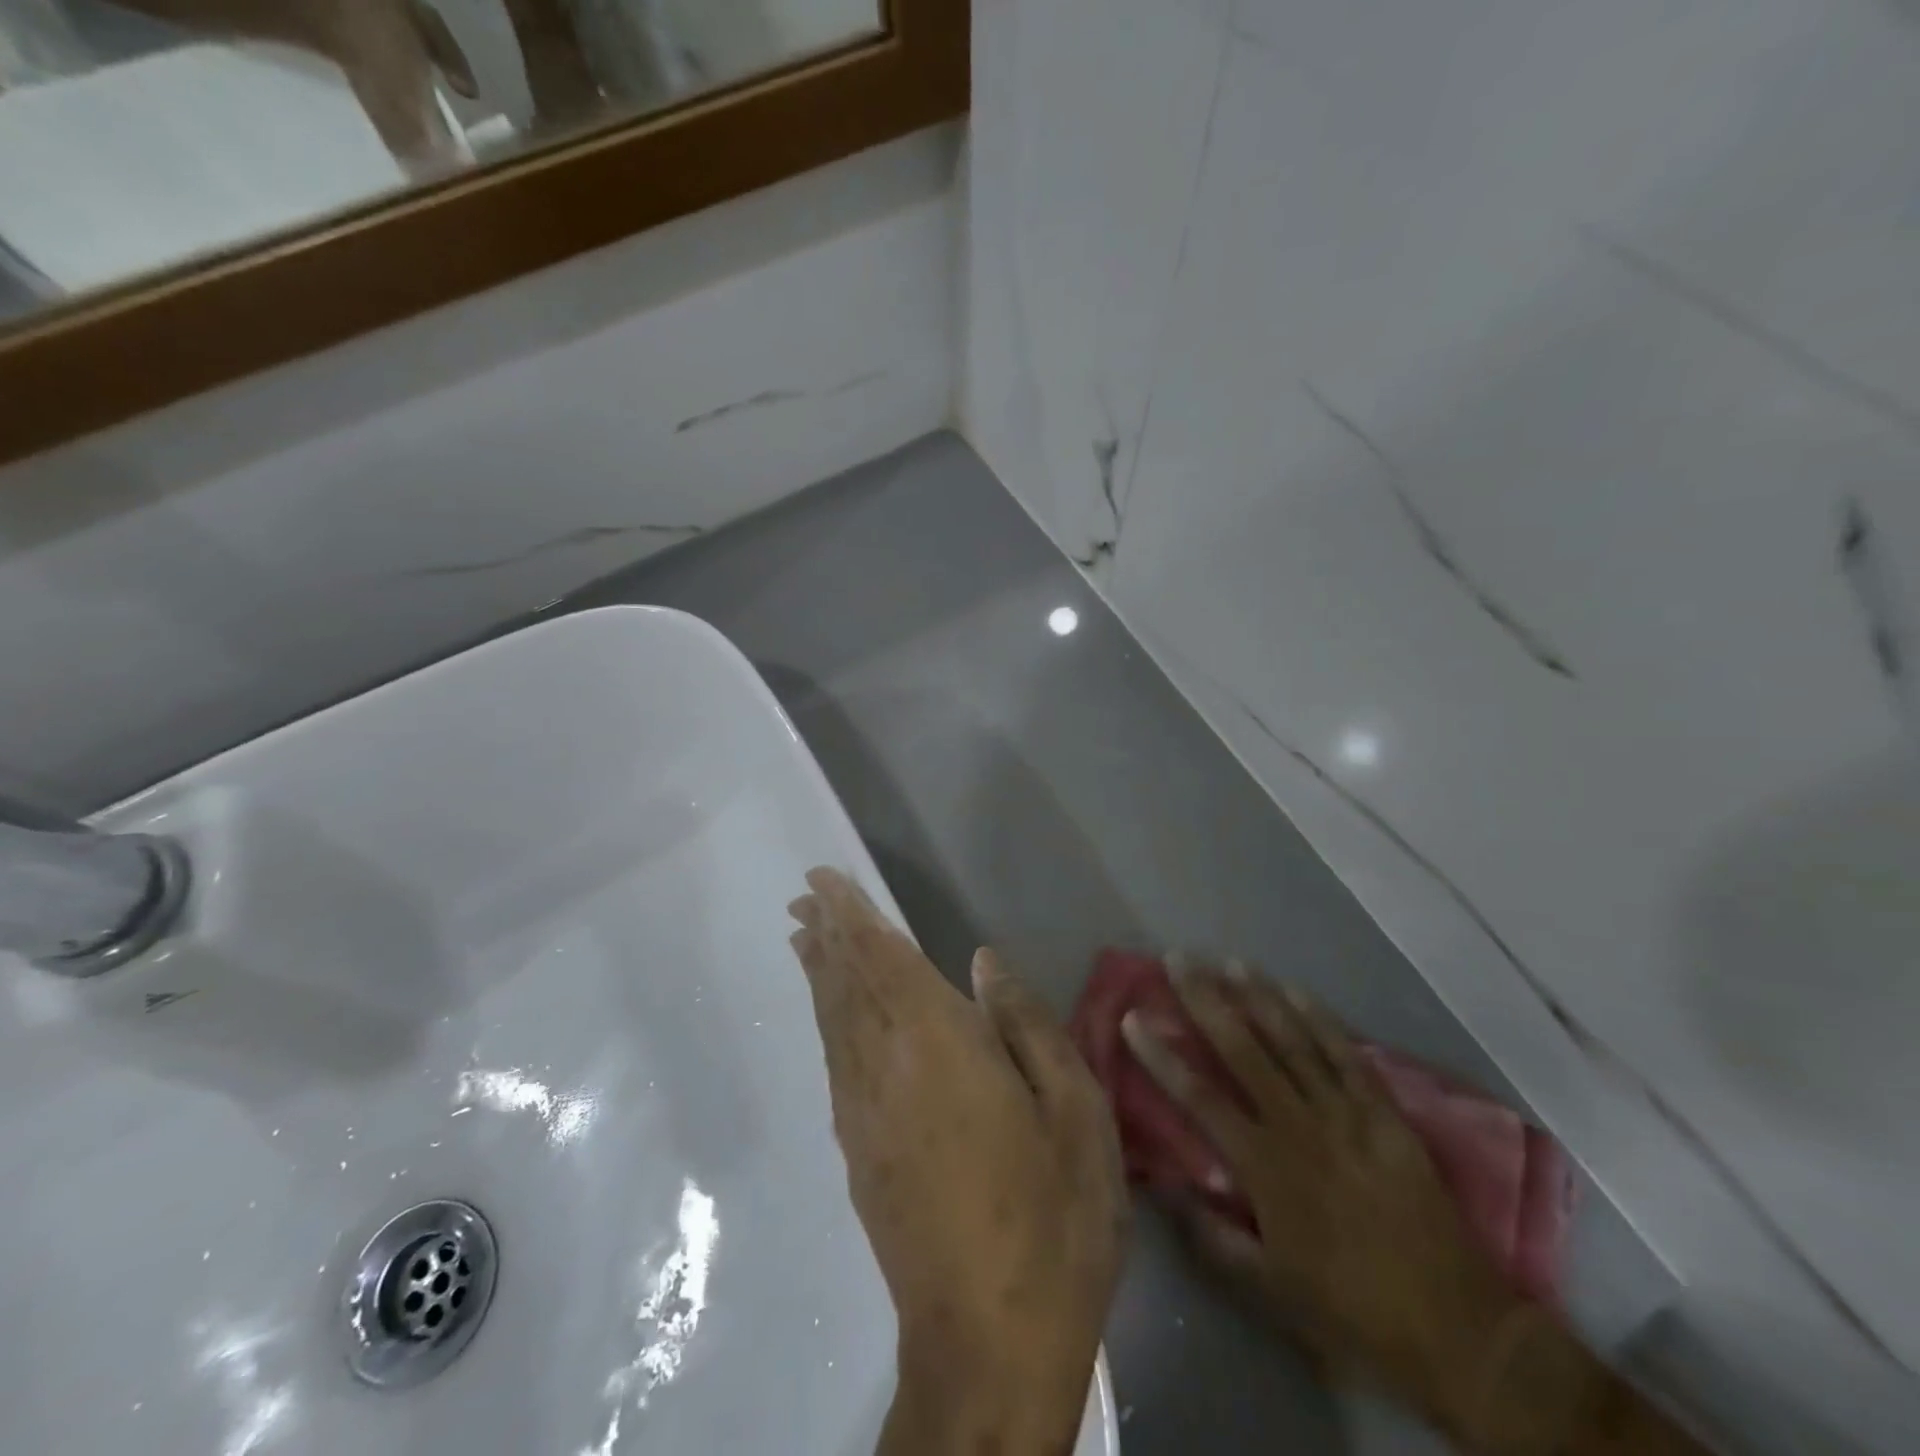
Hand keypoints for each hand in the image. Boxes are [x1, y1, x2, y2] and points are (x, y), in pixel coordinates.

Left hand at [788, 868, 1125, 1455]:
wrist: (988, 1344)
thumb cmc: (1051, 1216)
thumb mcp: (1074, 1112)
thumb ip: (1025, 1025)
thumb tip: (982, 961)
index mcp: (939, 1045)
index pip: (883, 961)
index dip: (853, 918)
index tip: (824, 883)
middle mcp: (885, 1066)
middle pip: (847, 984)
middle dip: (826, 934)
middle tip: (806, 897)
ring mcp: (862, 1112)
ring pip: (833, 1020)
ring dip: (819, 972)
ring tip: (805, 937)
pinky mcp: (857, 1151)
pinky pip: (834, 1059)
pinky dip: (825, 1019)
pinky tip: (829, 1013)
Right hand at [1122, 968, 1523, 1428]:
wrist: (1459, 1331)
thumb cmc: (1352, 1310)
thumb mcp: (1270, 1290)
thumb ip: (1211, 1239)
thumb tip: (1166, 1188)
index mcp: (1265, 1168)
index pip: (1199, 1097)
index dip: (1161, 1056)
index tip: (1132, 1017)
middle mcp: (1299, 1126)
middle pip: (1242, 1050)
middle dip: (1205, 1000)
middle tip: (1178, 959)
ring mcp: (1345, 1114)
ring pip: (1292, 1040)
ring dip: (1257, 996)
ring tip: (1228, 961)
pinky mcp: (1384, 1113)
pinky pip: (1346, 1054)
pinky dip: (1318, 1018)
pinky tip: (1294, 989)